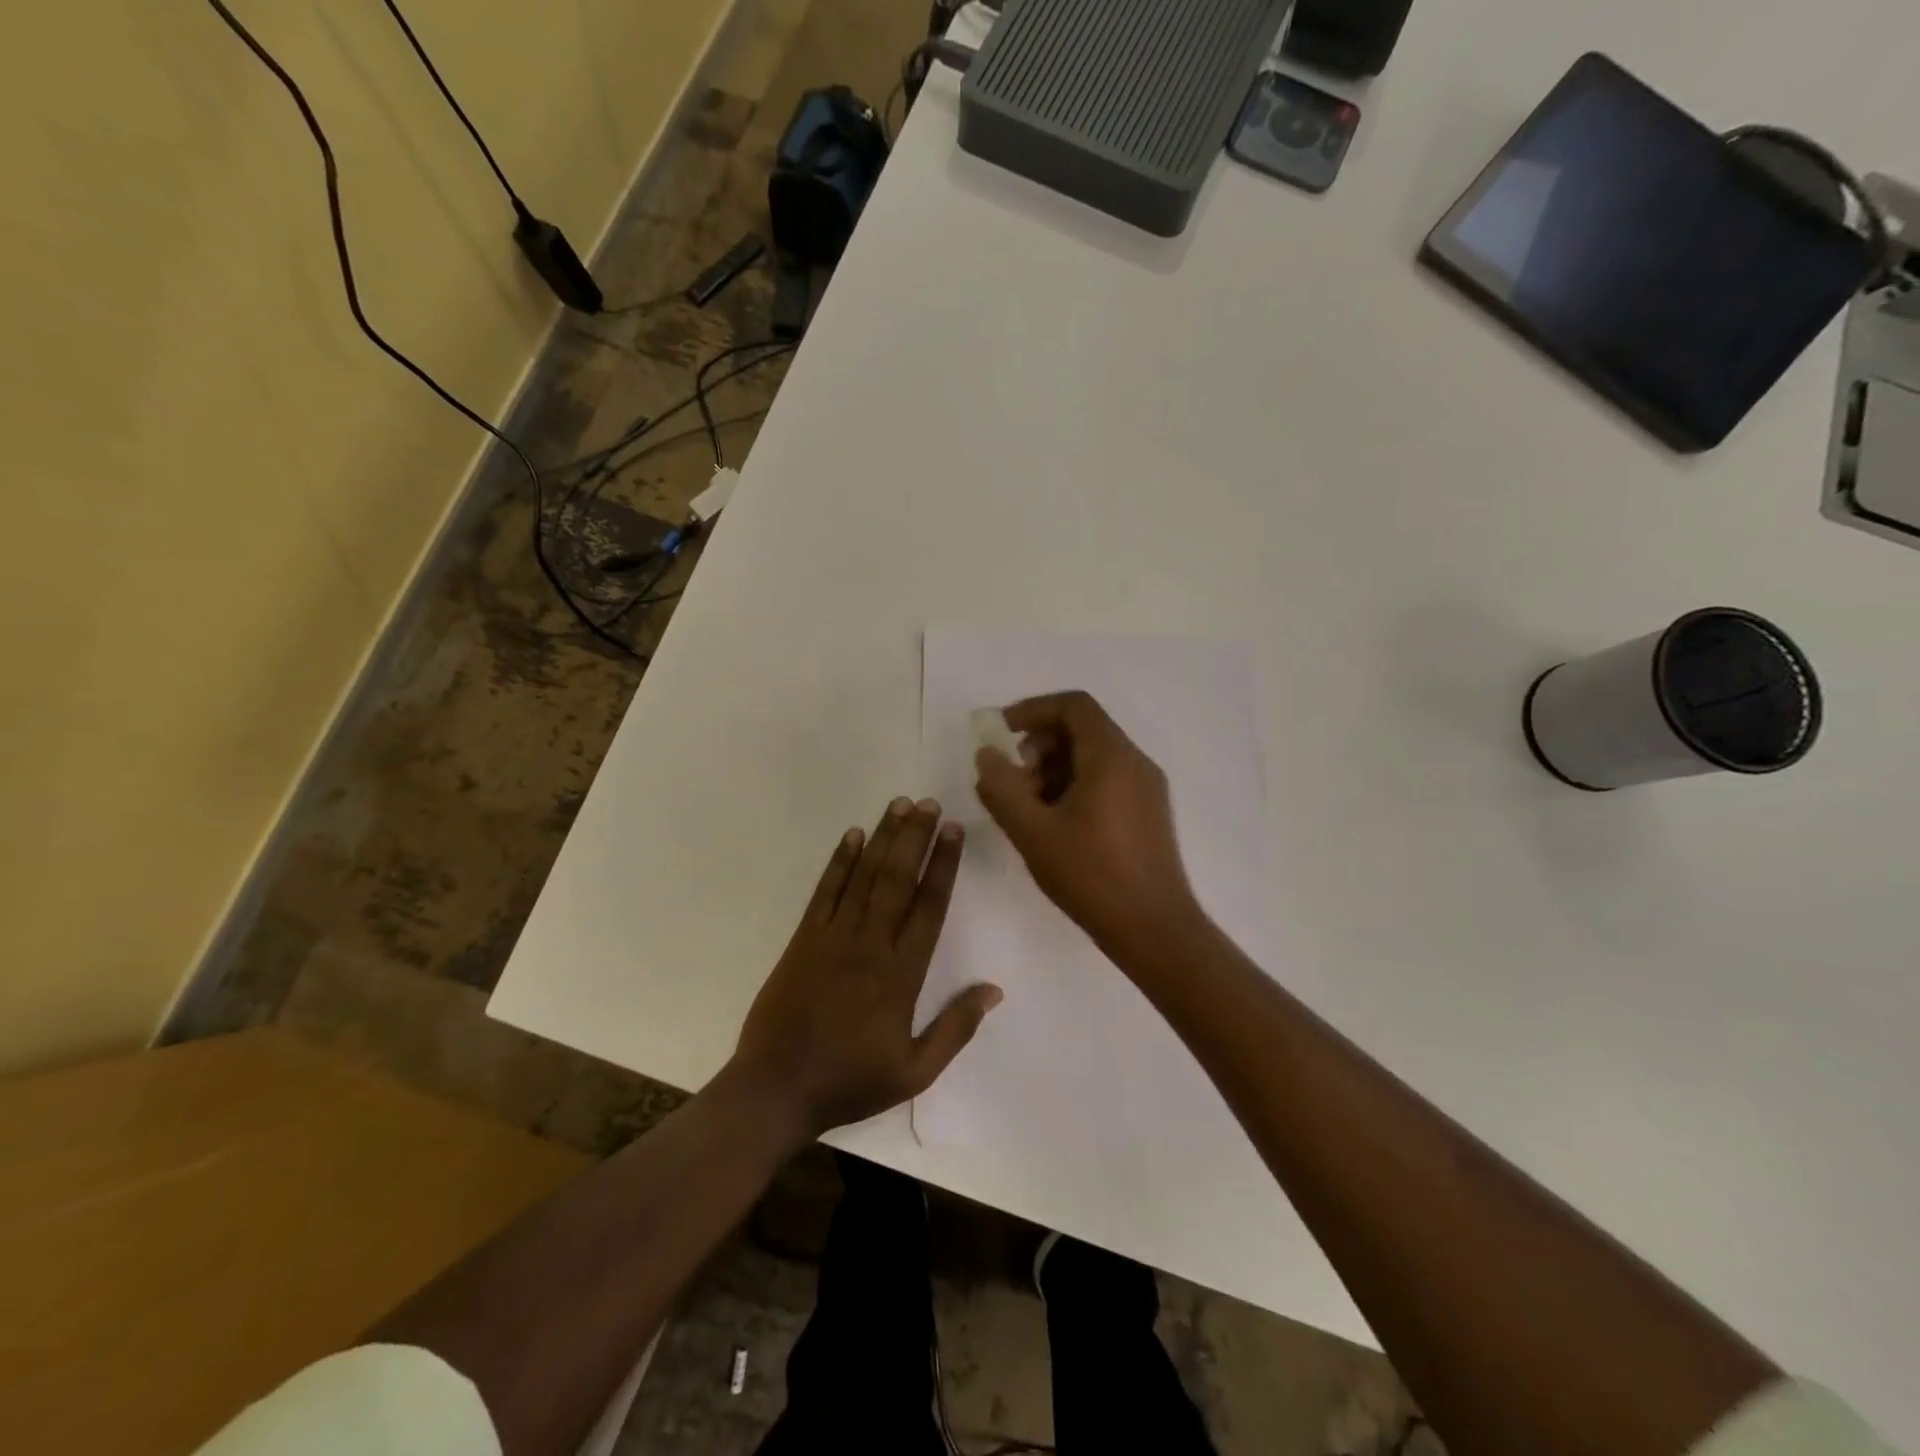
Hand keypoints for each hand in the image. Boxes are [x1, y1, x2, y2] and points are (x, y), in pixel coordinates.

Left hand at [732, 798, 1002, 1136]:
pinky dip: (839, 861)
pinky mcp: (803, 939)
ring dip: (883, 838)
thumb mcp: (914, 1071)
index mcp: (901, 974)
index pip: (930, 907)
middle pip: (897, 879)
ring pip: (864, 876)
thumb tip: (994, 990)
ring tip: (899, 805)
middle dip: (915, 837)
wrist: (776, 1088)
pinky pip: (825, 891)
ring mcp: (832, 937)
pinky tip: (851, 835)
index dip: (944, 865)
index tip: (953, 832)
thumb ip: (956, 1028)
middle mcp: (870, 944)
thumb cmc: (849, 1081)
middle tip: (929, 803)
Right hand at [974, 691, 1201, 951]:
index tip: (1002, 732)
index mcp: (1111, 756)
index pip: (1073, 705)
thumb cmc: (1091, 876)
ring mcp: (1147, 788)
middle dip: (1040, 745)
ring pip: (1094, 756)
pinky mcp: (1148, 812)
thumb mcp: (1033, 832)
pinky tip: (1056, 823)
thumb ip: (1002, 788)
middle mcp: (1135, 762)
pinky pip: (1108, 779)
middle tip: (1014, 780)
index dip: (1033, 709)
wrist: (1154, 930)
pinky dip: (1075, 785)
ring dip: (1055, 768)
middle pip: (1083, 728)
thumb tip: (987, 755)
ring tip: (1030, 807)